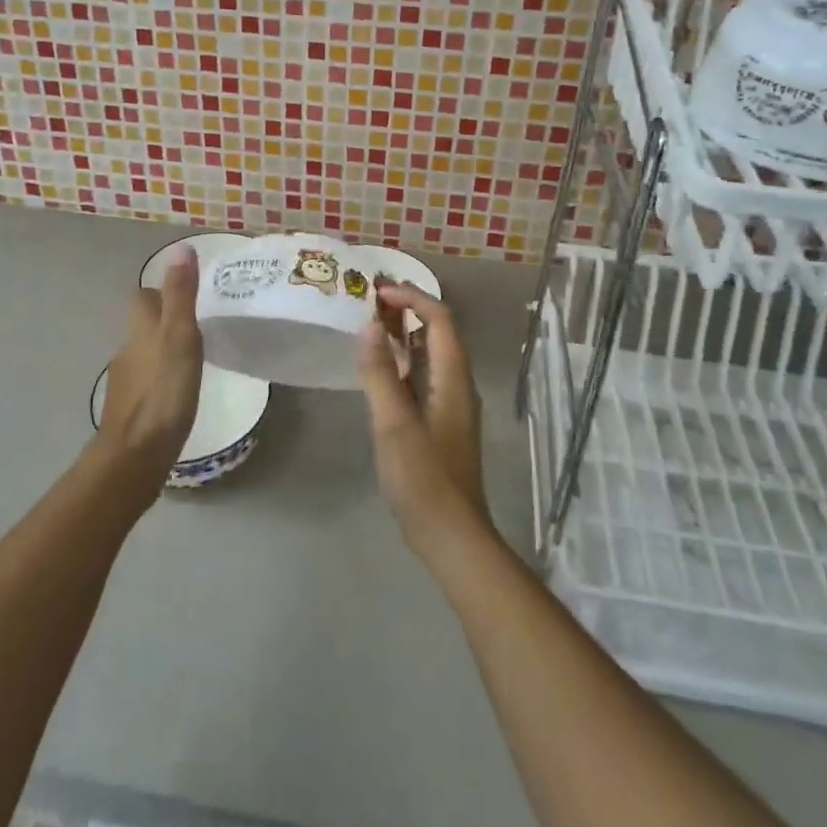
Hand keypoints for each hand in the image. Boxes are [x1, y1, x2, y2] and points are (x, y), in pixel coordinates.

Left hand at [96, 248, 202, 498]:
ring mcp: (125, 383)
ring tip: (192, 359)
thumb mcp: (181, 337)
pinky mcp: (129, 411)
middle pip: (142, 326)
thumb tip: (181, 249)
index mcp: (140, 330)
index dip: (161, 291)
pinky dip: (160, 381)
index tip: (185, 294)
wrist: (134, 456)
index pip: (143, 297)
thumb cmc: (163, 392)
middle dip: (163, 322)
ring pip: (144, 355)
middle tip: (196, 326)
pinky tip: (178, 393)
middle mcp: (127, 351)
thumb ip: (181, 295)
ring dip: (162, 352)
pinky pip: (145, 384)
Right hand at [356, 282, 491, 552]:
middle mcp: (457, 384)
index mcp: (453, 379)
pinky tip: (382, 368)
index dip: (412, 298)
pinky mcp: (441, 423)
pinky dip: (404, 360)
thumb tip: (369, 326)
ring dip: (406, 334)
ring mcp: (451, 405)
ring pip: (431, 354)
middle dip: (408, 309)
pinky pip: (424, 376)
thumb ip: (380, 373)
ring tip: (372, 323)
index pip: (440, 320)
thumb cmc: (423, 478)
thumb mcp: (394, 424)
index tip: (377, 291)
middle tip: (370, 299)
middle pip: (438, 332)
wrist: (451, 535)